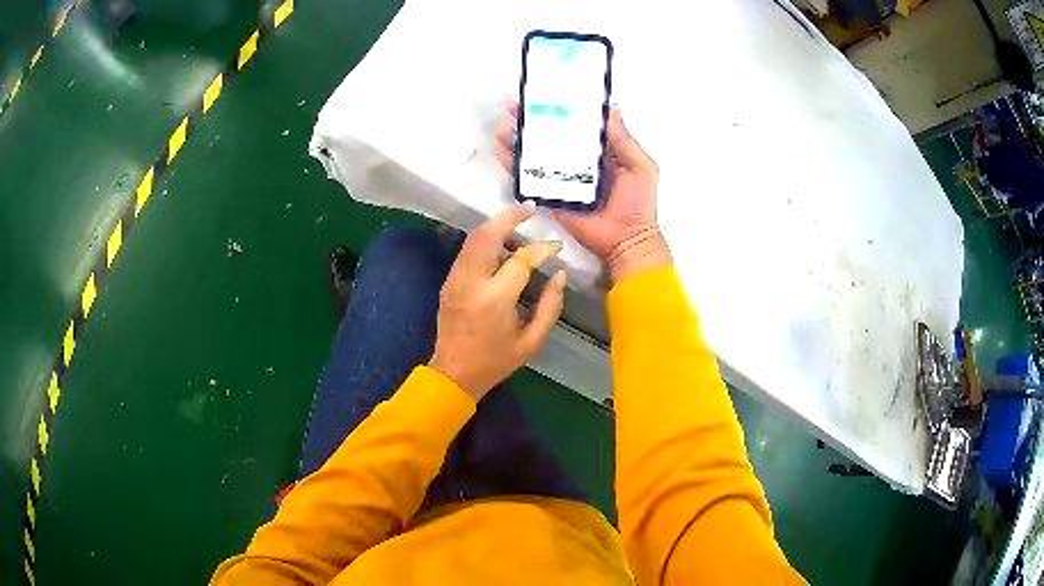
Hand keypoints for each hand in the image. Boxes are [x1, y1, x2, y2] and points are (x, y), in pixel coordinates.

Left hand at [429, 205, 565, 399]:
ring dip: (496, 228)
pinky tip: (501, 249)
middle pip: (487, 234)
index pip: (521, 259)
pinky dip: (485, 241)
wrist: (454, 374)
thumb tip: (560, 274)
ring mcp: (455, 279)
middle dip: (509, 217)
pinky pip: (467, 251)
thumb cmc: (496, 361)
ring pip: (473, 238)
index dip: (543, 248)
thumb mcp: (532, 341)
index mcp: (495, 299)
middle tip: (529, 210)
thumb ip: (550, 306)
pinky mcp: (448, 281)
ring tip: (519, 233)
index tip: (557, 247)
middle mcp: (471, 282)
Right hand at [496, 107, 671, 284]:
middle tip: (514, 107)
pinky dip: (514, 166)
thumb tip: (612, 109)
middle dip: (532, 121)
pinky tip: (501, 151)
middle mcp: (578, 161)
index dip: (561, 108)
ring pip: (536, 154)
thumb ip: (625, 140)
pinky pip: (530, 179)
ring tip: (502, 126)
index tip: (545, 93)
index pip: (577, 125)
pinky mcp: (551, 196)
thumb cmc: (637, 203)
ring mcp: (562, 178)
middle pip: (551, 136)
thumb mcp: (641, 166)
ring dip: (518, 140)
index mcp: (599, 151)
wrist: (625, 240)